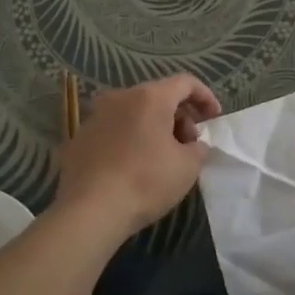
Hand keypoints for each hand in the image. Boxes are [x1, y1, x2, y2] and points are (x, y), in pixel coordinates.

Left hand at [56, 74, 221, 236]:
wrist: (88, 211)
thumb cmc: (145, 182)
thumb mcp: (187, 167)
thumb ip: (198, 148)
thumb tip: (193, 145)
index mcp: (149, 97)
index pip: (185, 83)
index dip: (205, 97)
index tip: (214, 118)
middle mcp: (120, 97)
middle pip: (158, 97)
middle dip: (179, 117)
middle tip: (189, 146)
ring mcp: (96, 116)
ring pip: (134, 113)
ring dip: (153, 128)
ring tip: (162, 158)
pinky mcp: (79, 137)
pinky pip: (114, 130)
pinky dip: (130, 140)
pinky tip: (133, 166)